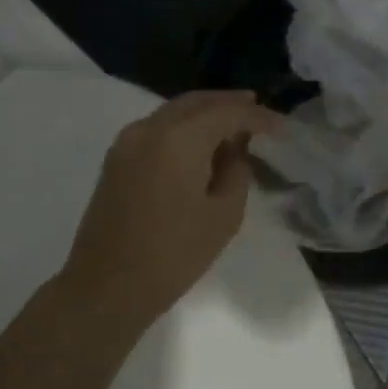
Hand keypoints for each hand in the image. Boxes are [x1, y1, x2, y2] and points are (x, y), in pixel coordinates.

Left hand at [57, 91, 281, 318]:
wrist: (107, 286)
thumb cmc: (173, 255)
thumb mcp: (223, 216)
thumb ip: (236, 171)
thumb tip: (234, 147)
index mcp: (178, 138)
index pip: (226, 112)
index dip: (257, 116)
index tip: (281, 126)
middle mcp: (149, 127)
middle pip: (195, 102)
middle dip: (228, 103)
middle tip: (257, 110)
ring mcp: (127, 141)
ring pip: (173, 112)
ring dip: (203, 113)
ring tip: (232, 125)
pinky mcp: (116, 158)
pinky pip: (156, 128)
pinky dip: (182, 127)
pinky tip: (199, 144)